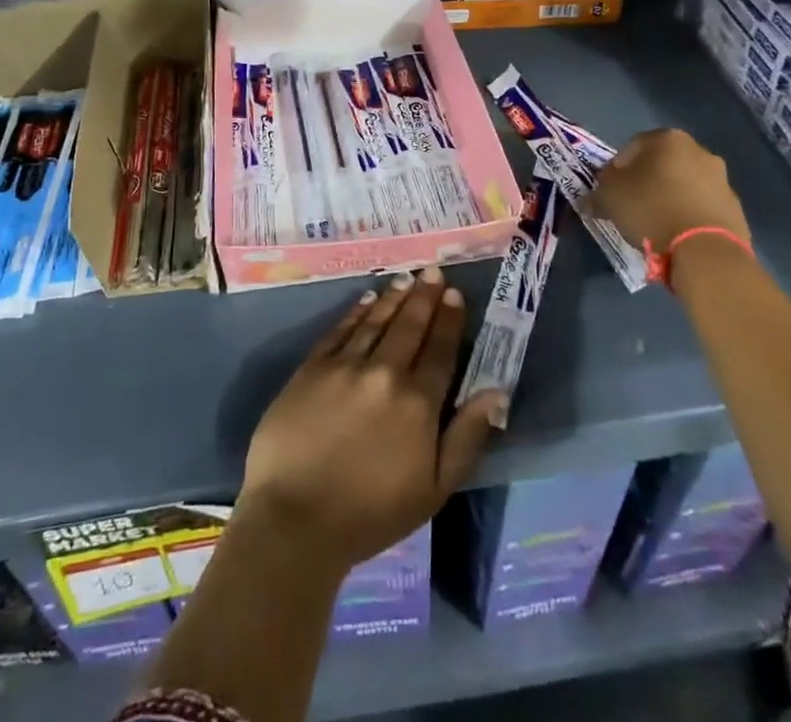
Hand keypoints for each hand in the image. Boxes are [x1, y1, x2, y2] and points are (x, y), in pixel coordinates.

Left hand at [237, 268, 501, 575]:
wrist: (295, 518)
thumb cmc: (371, 514)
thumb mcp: (434, 490)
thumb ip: (466, 437)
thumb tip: (495, 392)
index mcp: (417, 403)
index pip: (440, 350)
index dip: (450, 320)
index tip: (456, 295)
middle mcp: (384, 372)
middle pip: (409, 326)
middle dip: (424, 297)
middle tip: (433, 272)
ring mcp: (345, 365)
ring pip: (376, 321)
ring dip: (393, 298)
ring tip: (406, 279)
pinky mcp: (312, 367)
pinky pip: (340, 330)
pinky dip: (356, 312)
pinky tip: (366, 299)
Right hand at [587, 128, 751, 279]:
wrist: (705, 251)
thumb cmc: (651, 210)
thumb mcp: (609, 198)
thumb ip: (598, 192)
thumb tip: (593, 198)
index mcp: (668, 139)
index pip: (632, 147)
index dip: (616, 169)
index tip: (610, 191)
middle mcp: (699, 151)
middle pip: (662, 164)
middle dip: (646, 181)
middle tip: (631, 205)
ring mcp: (722, 179)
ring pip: (684, 185)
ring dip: (670, 198)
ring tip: (655, 224)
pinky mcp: (735, 208)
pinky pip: (702, 207)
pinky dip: (689, 215)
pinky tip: (677, 235)